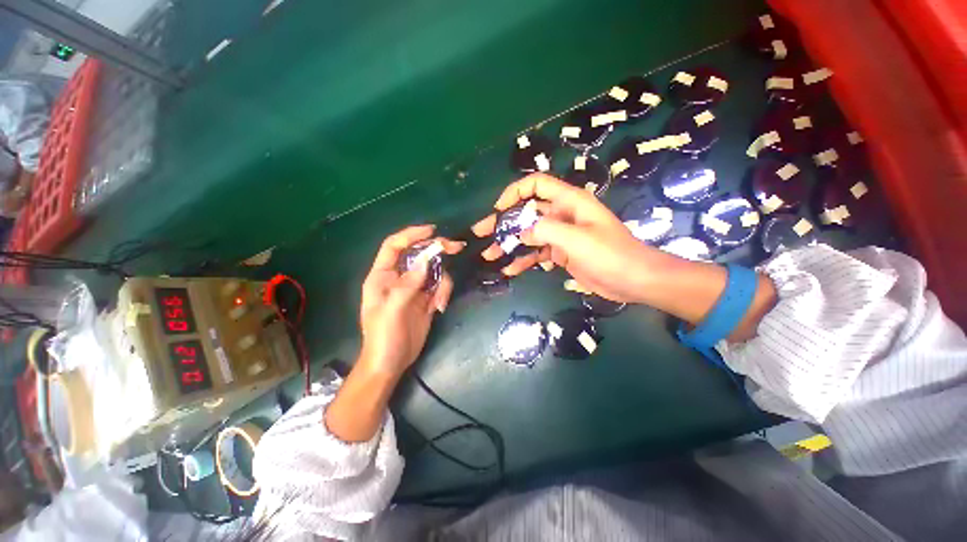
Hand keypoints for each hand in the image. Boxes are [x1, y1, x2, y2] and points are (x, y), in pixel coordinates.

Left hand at [359, 225, 464, 376]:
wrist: (391, 363)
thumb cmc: (383, 336)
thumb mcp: (392, 309)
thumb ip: (408, 284)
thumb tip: (426, 260)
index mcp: (383, 276)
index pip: (395, 246)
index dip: (411, 234)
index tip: (432, 231)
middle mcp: (399, 277)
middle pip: (419, 255)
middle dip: (436, 251)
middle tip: (456, 247)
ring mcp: (415, 288)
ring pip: (434, 271)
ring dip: (442, 282)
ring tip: (439, 302)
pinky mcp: (426, 299)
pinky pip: (440, 286)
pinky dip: (444, 293)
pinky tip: (440, 307)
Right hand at [472, 173, 666, 303]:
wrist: (633, 280)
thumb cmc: (610, 254)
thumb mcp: (576, 239)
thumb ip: (545, 230)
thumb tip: (520, 232)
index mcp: (569, 202)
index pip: (536, 184)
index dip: (515, 193)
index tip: (498, 210)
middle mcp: (562, 215)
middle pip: (527, 212)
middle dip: (503, 222)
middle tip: (481, 233)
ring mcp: (560, 235)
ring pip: (528, 235)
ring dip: (509, 244)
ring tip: (489, 254)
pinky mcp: (561, 253)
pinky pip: (537, 253)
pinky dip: (523, 260)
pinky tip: (509, 269)